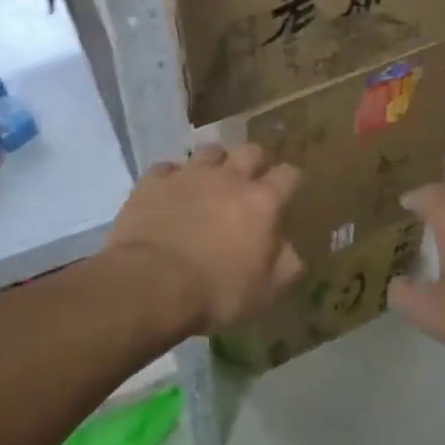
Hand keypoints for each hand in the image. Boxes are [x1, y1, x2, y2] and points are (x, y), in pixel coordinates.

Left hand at [106, 143, 303, 334]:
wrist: (152, 285)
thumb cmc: (216, 292)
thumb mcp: (263, 293)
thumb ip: (285, 267)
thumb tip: (292, 253)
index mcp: (262, 202)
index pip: (288, 175)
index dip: (291, 180)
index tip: (288, 191)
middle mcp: (229, 178)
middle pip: (250, 150)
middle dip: (254, 162)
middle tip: (249, 182)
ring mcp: (189, 175)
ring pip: (210, 151)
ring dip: (214, 163)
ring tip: (209, 182)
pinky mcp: (154, 181)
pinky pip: (167, 168)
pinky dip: (172, 178)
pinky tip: (169, 193)